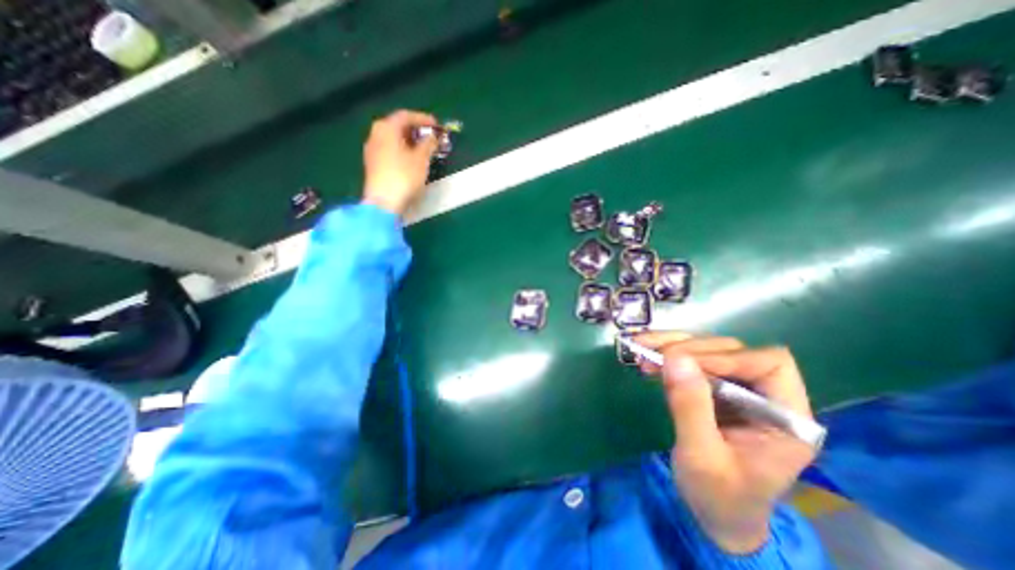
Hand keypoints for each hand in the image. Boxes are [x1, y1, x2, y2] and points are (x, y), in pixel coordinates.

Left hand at [362, 110, 439, 215]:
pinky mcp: (373, 165)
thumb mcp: (421, 159)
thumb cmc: (404, 176)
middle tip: (430, 137)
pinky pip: (390, 151)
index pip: (405, 116)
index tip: (437, 125)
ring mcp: (372, 150)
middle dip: (415, 131)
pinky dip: (402, 152)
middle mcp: (375, 134)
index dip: (423, 119)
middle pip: (397, 127)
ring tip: (424, 150)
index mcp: (386, 128)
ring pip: (393, 140)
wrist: (384, 202)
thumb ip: (429, 144)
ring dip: (409, 143)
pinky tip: (412, 161)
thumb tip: (432, 137)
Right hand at [637, 332, 817, 554]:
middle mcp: (765, 395)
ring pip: (707, 349)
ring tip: (641, 347)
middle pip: (732, 351)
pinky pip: (691, 361)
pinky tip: (646, 356)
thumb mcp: (702, 457)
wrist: (715, 515)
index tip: (683, 361)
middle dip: (689, 349)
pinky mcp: (714, 388)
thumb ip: (691, 407)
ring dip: (672, 345)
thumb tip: (675, 358)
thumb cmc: (719, 497)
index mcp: (786, 418)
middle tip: (652, 355)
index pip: (768, 364)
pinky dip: (667, 355)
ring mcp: (737, 389)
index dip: (726, 357)